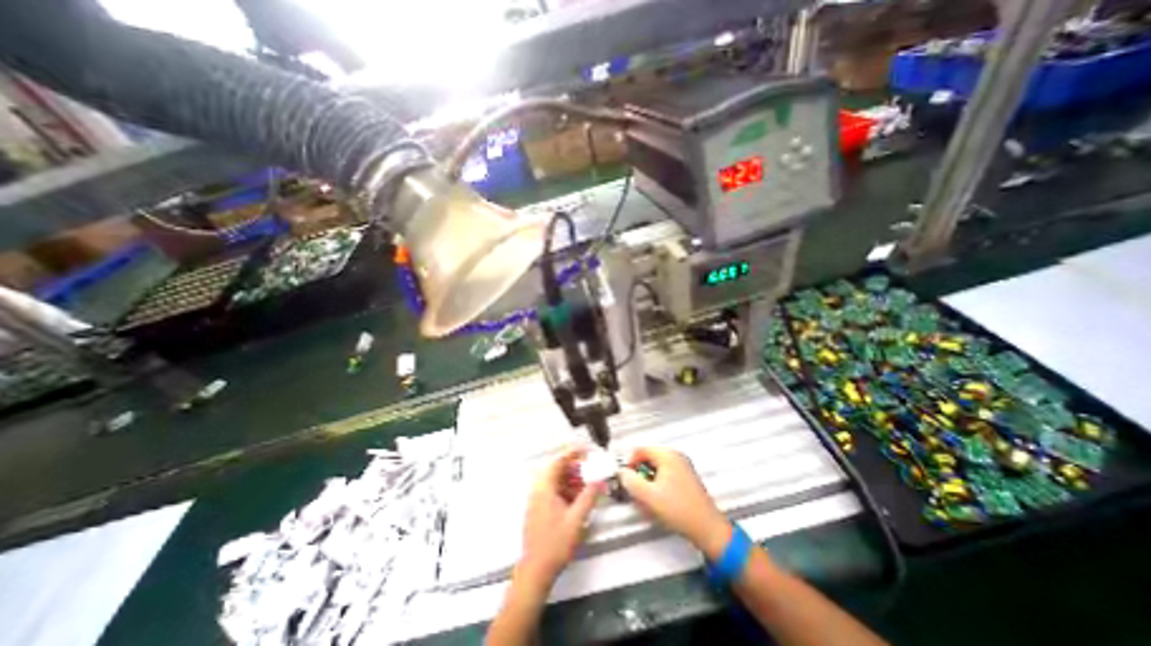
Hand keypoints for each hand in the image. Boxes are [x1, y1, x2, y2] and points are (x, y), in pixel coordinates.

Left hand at [524, 446, 606, 586]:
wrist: (536, 570)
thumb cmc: (555, 543)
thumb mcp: (577, 518)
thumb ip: (589, 496)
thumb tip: (600, 480)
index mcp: (545, 487)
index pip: (559, 460)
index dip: (574, 452)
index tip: (588, 450)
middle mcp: (539, 489)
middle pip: (558, 469)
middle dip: (576, 468)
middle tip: (592, 470)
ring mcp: (537, 499)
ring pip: (557, 481)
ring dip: (573, 480)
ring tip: (588, 485)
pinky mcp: (539, 508)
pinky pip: (554, 491)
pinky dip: (567, 490)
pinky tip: (578, 499)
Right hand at [621, 448, 726, 556]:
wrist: (707, 529)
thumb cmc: (679, 510)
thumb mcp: (649, 496)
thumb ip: (631, 481)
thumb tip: (622, 473)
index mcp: (667, 455)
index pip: (640, 450)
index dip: (630, 463)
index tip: (626, 479)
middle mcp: (676, 456)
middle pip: (648, 459)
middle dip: (639, 475)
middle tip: (636, 492)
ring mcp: (683, 467)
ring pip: (656, 469)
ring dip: (647, 483)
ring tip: (646, 501)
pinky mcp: (686, 479)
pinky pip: (665, 476)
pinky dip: (657, 486)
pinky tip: (657, 503)